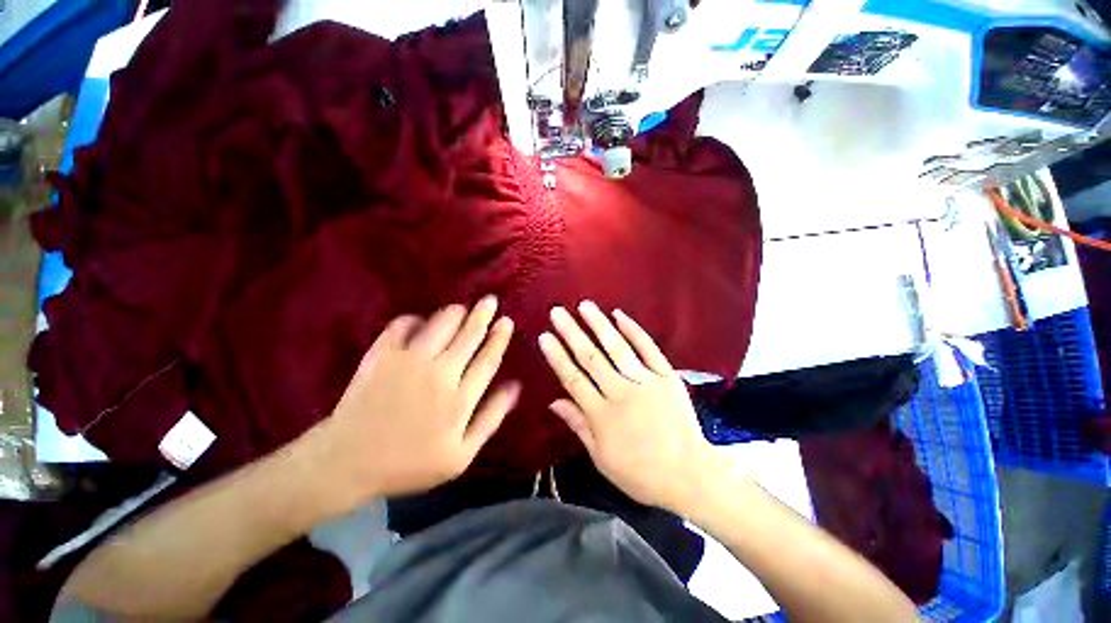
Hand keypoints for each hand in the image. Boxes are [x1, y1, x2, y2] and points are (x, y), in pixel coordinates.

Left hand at [311, 296, 518, 507]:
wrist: (347, 463)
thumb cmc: (409, 463)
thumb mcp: (461, 455)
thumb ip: (491, 418)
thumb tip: (515, 386)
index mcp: (460, 399)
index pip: (488, 359)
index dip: (499, 338)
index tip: (506, 321)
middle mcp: (439, 374)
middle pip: (468, 335)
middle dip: (483, 314)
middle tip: (490, 300)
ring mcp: (409, 361)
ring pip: (441, 324)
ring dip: (455, 312)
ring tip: (462, 308)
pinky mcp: (381, 355)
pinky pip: (403, 325)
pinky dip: (415, 319)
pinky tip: (421, 322)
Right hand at [538, 301, 725, 513]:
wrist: (689, 475)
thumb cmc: (640, 473)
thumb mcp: (601, 458)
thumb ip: (578, 425)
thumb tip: (553, 402)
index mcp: (602, 415)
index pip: (573, 378)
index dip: (557, 356)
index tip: (544, 336)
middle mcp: (621, 393)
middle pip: (590, 358)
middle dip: (571, 333)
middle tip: (557, 312)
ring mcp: (646, 381)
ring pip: (616, 348)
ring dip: (598, 324)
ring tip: (584, 306)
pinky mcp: (666, 376)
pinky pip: (648, 349)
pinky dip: (633, 330)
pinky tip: (619, 315)